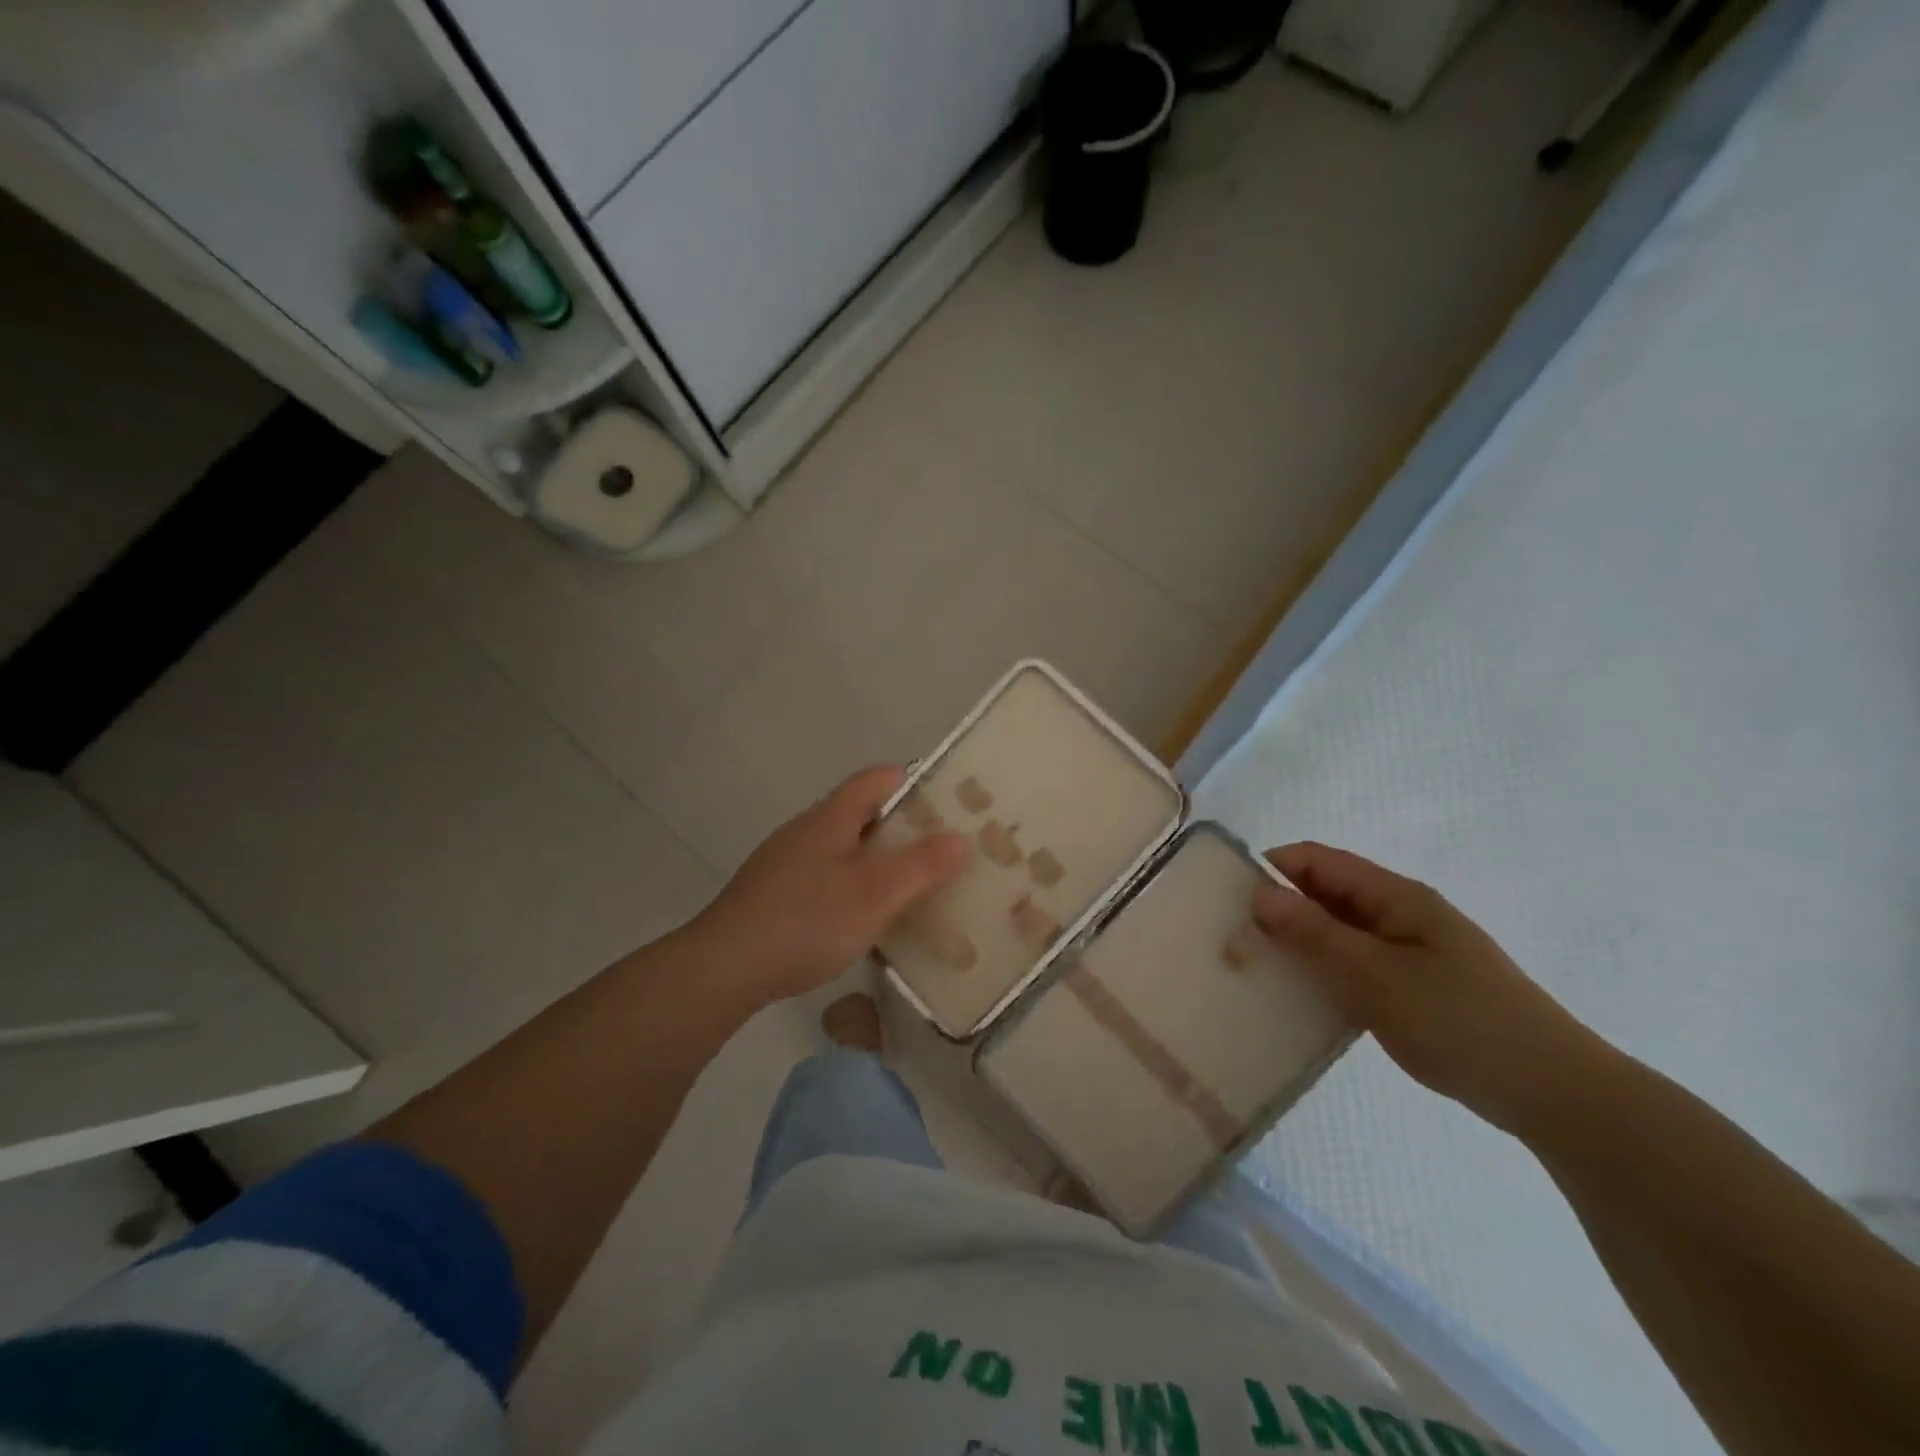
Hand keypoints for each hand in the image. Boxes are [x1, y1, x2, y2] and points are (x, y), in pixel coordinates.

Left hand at [693, 766, 970, 1004]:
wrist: (724, 969)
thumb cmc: (806, 920)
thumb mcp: (874, 893)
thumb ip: (921, 866)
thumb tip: (961, 838)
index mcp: (830, 818)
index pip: (878, 779)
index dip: (915, 784)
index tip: (949, 805)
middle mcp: (806, 832)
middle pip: (862, 814)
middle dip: (903, 829)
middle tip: (942, 853)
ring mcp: (786, 864)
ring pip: (844, 850)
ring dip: (878, 863)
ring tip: (913, 888)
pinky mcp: (774, 896)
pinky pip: (826, 879)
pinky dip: (853, 889)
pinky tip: (865, 921)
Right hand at [1253, 842, 1609, 1137]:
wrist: (1552, 1092)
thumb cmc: (1460, 1022)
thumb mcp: (1375, 976)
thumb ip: (1314, 933)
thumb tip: (1260, 894)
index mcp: (1396, 896)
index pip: (1318, 860)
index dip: (1272, 868)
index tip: (1230, 899)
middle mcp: (1401, 913)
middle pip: (1325, 893)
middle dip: (1279, 908)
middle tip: (1236, 941)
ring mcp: (1410, 950)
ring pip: (1338, 931)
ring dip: (1300, 943)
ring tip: (1259, 969)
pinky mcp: (1415, 986)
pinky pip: (1355, 965)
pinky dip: (1325, 972)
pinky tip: (1304, 999)